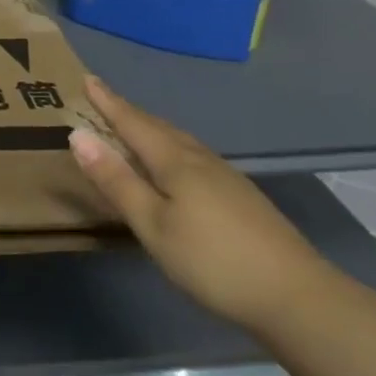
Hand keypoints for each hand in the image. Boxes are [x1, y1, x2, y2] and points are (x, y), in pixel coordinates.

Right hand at [69, 75, 339, 335]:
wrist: (297, 296)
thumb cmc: (212, 261)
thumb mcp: (153, 225)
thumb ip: (117, 181)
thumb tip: (79, 135)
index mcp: (175, 162)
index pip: (133, 123)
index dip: (108, 102)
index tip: (88, 79)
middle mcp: (200, 160)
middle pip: (158, 127)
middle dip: (129, 112)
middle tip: (105, 100)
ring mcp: (226, 177)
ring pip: (180, 141)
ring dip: (152, 129)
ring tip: (135, 127)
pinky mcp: (241, 196)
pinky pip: (194, 156)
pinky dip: (172, 148)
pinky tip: (177, 165)